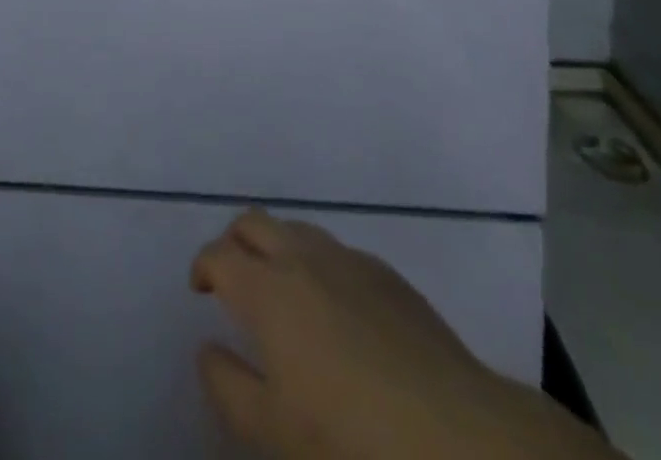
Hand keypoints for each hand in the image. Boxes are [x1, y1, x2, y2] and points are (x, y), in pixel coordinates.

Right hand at [191, 209, 614, 459]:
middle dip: (235, 241)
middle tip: (234, 278)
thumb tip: (208, 349)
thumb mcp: (273, 432)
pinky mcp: (390, 276)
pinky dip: (320, 264)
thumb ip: (228, 386)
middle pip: (254, 223)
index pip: (219, 254)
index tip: (200, 289)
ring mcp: (350, 260)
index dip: (203, 266)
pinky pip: (339, 251)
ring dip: (277, 246)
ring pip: (298, 229)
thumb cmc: (352, 441)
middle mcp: (303, 258)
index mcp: (268, 289)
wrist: (460, 439)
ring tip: (282, 289)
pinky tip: (337, 308)